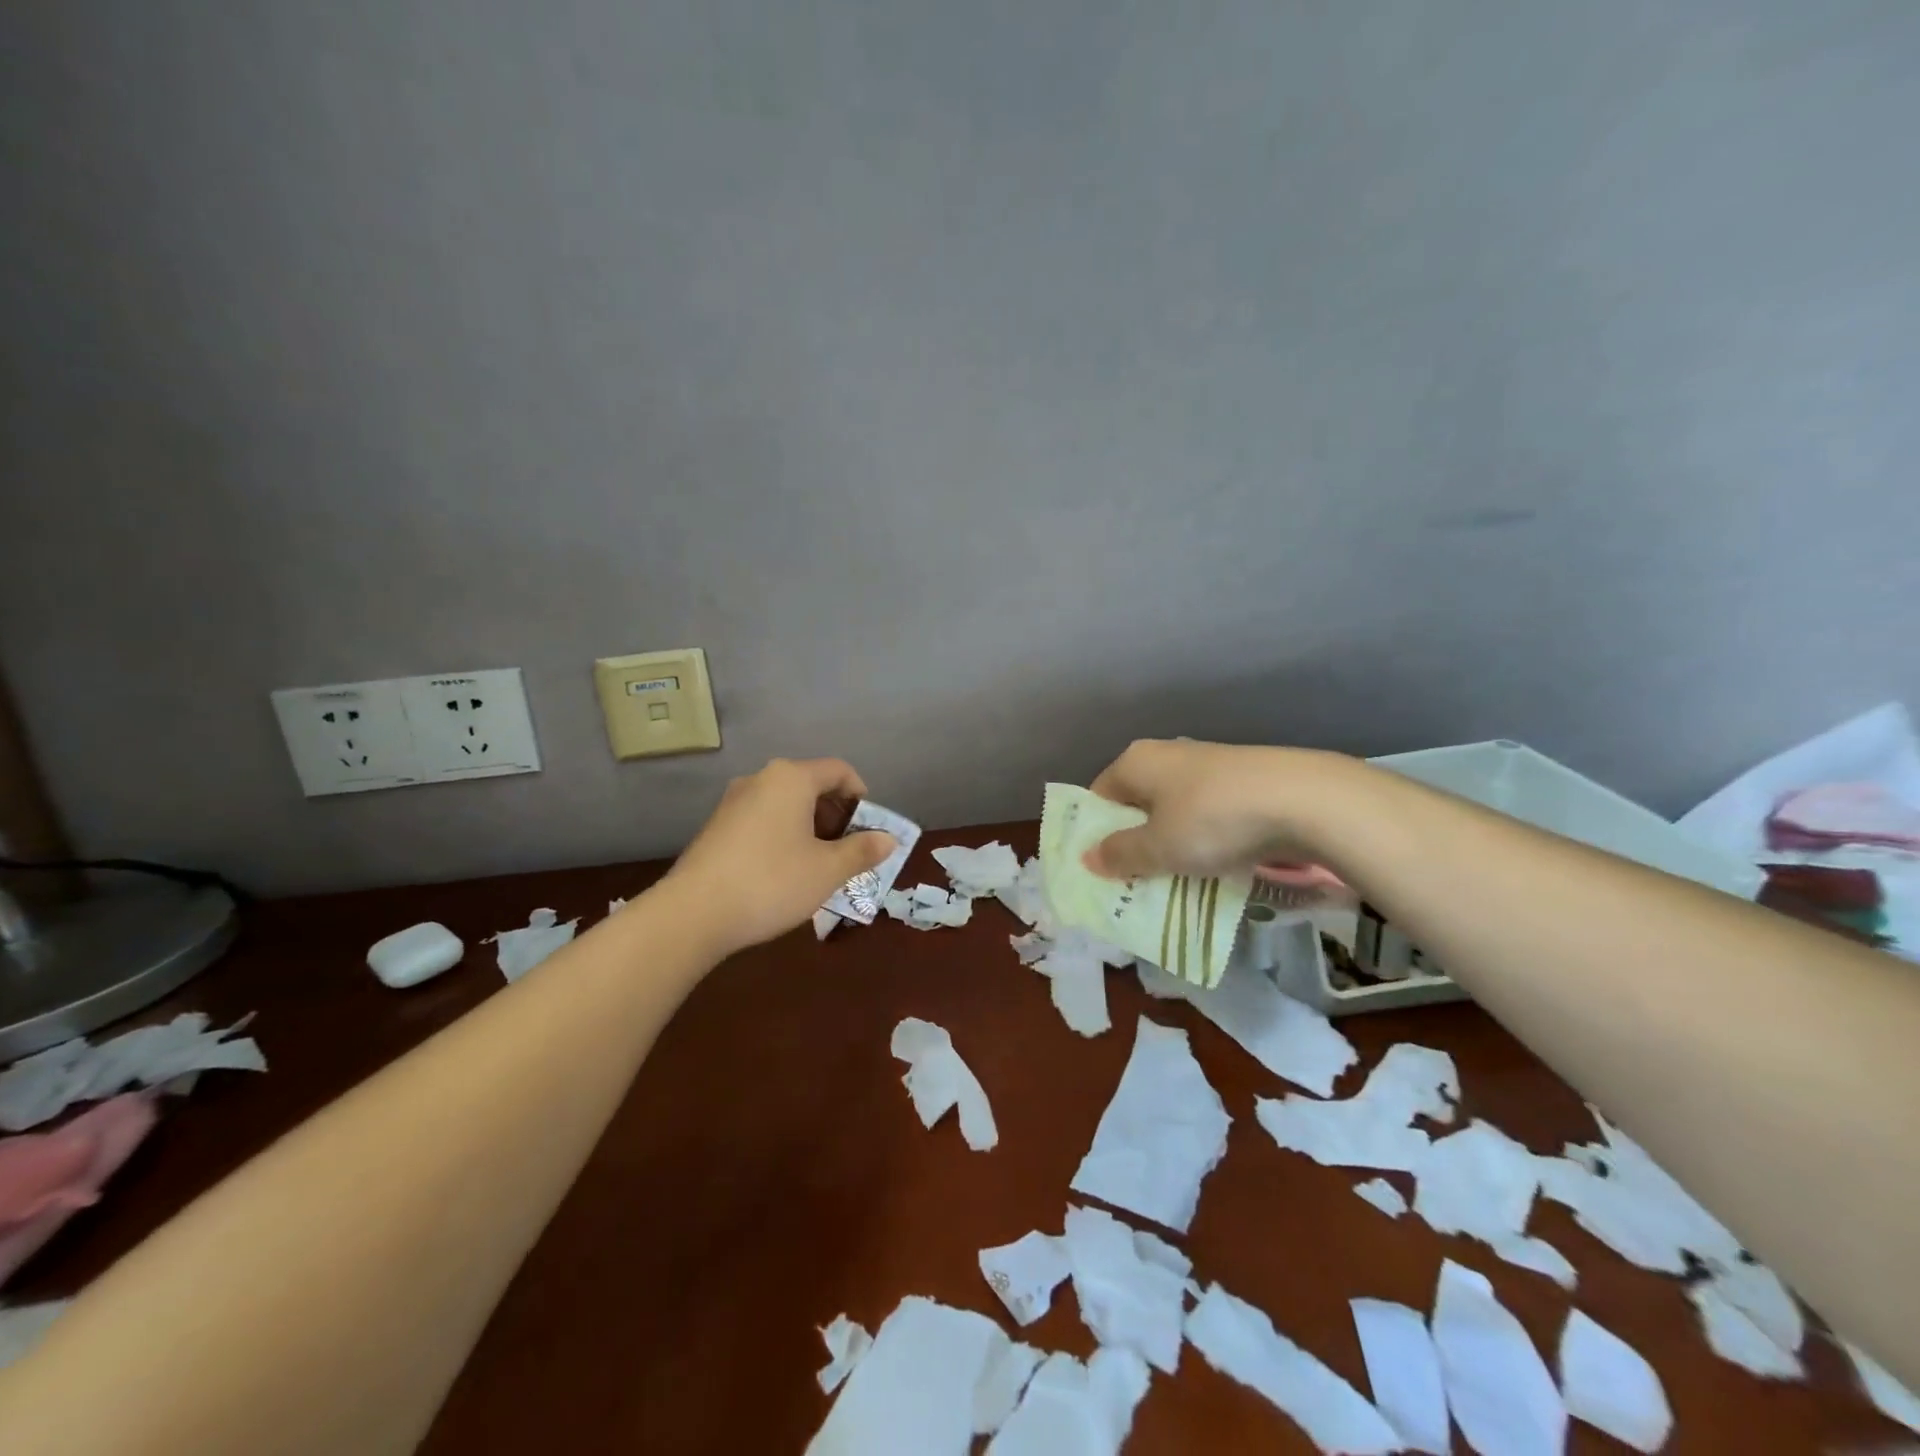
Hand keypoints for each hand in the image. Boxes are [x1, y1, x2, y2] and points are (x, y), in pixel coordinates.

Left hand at [665, 758, 895, 954]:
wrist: (693, 914)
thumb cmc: (772, 882)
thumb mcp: (828, 870)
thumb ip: (862, 850)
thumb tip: (888, 839)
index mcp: (791, 778)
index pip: (839, 771)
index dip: (861, 797)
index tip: (869, 829)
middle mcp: (761, 779)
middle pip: (812, 785)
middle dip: (837, 814)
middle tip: (849, 850)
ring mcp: (734, 802)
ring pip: (786, 804)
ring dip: (811, 827)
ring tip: (820, 864)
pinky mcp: (717, 826)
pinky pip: (763, 819)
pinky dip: (784, 835)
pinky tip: (785, 871)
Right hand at [1083, 739, 1344, 881]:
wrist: (1304, 800)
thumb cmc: (1212, 820)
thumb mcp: (1158, 847)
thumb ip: (1120, 854)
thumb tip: (1088, 858)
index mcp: (1136, 762)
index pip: (1098, 796)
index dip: (1095, 833)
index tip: (1101, 869)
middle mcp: (1166, 755)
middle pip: (1136, 804)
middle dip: (1134, 842)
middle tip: (1135, 882)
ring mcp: (1207, 765)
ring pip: (1173, 811)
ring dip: (1170, 844)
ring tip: (1174, 881)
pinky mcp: (1241, 781)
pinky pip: (1206, 815)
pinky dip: (1203, 839)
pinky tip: (1214, 866)